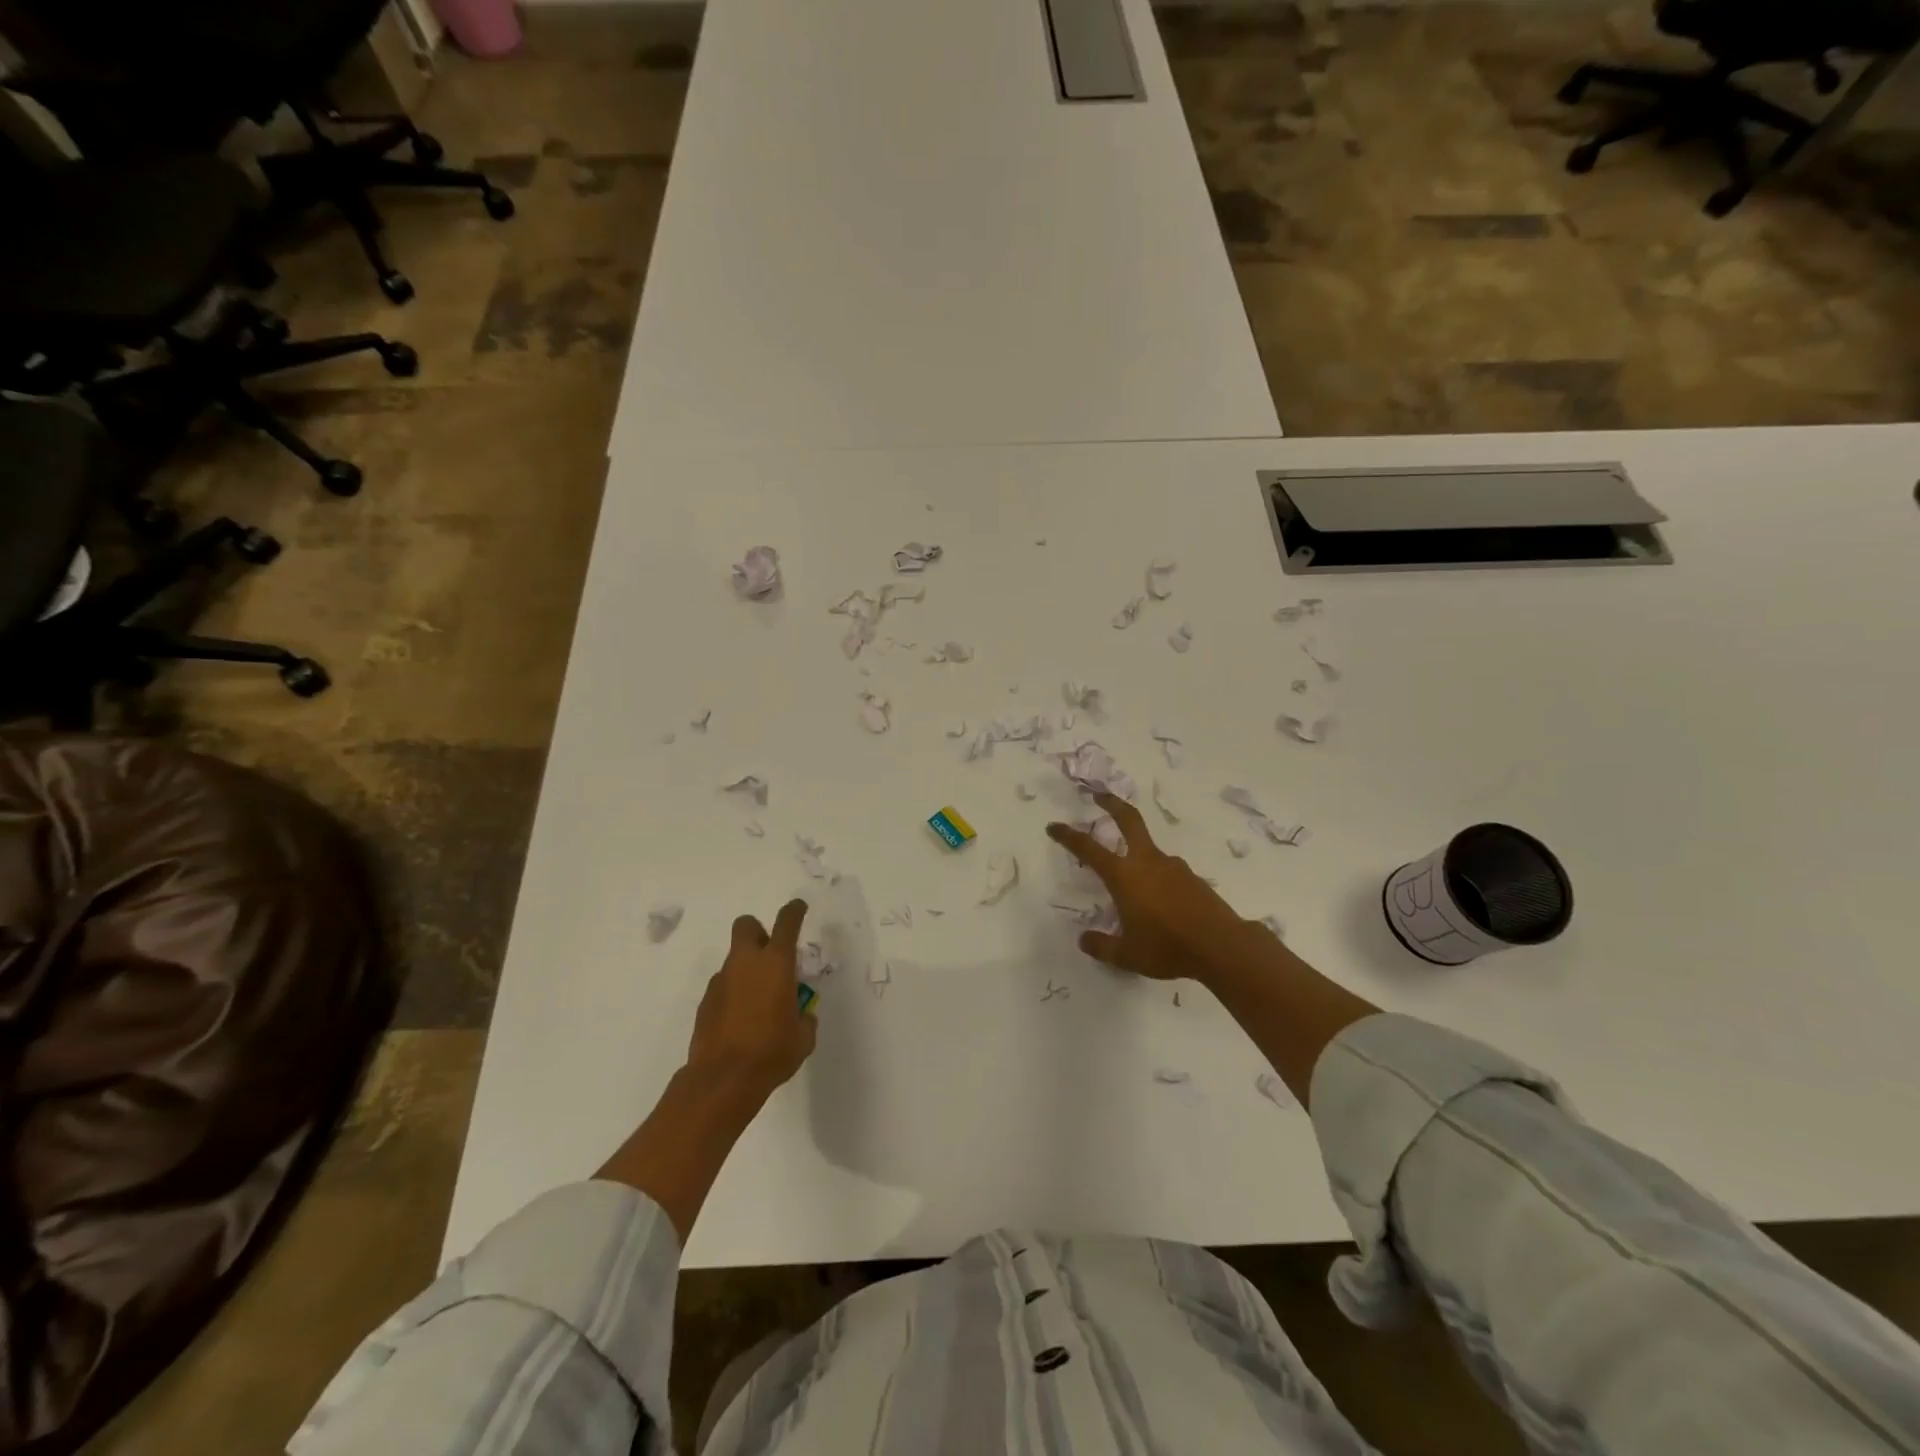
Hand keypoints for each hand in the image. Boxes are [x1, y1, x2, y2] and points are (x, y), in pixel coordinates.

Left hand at [685, 899, 817, 1103]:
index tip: (798, 907)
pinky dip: (733, 993)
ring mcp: (721, 981)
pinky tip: (740, 1020)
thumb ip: (805, 1019)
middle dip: (758, 932)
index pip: (786, 923)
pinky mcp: (705, 1002)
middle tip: (771, 955)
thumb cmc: (771, 1052)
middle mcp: (746, 963)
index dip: (794, 911)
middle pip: (746, 926)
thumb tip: (802, 1016)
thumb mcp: (802, 1037)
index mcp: (776, 963)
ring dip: (746, 968)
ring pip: (734, 959)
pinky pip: (723, 986)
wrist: (722, 1079)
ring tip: (758, 1000)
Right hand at [1046, 794, 1265, 984]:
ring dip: (1137, 853)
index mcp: (1124, 875)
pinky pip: (1167, 871)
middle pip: (1128, 820)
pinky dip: (1157, 877)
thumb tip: (1084, 940)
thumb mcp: (1127, 955)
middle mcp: (1147, 862)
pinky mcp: (1192, 878)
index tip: (1054, 826)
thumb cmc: (1167, 947)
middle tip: (1099, 795)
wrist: (1221, 945)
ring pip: (1149, 850)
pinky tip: (1160, 902)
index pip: (1089, 848)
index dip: (1068, 836)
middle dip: (1111, 804)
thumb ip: (1102, 946)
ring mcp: (1173, 866)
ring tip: (1133, 885)